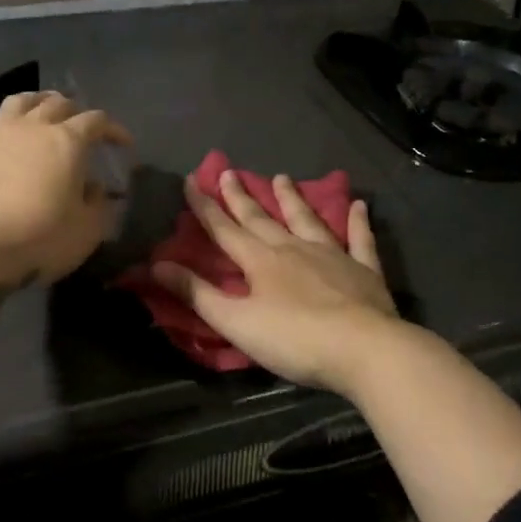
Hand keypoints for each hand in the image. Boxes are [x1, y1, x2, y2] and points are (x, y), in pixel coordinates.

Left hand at [0, 91, 132, 291]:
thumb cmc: (38, 237)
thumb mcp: (86, 231)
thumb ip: (98, 205)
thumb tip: (96, 188)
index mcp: (67, 141)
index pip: (97, 121)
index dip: (114, 129)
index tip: (123, 144)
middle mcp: (32, 128)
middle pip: (57, 103)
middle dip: (75, 110)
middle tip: (81, 125)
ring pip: (17, 103)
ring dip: (34, 102)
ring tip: (41, 110)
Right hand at [152, 170, 398, 395]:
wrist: (365, 349)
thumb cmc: (294, 339)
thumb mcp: (236, 322)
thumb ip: (197, 293)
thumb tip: (156, 265)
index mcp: (260, 261)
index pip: (224, 229)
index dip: (204, 207)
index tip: (190, 181)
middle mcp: (293, 248)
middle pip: (261, 218)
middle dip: (240, 197)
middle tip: (228, 172)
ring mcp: (332, 256)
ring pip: (307, 220)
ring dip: (292, 199)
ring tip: (281, 177)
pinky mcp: (364, 271)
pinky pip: (360, 240)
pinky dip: (358, 223)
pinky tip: (358, 206)